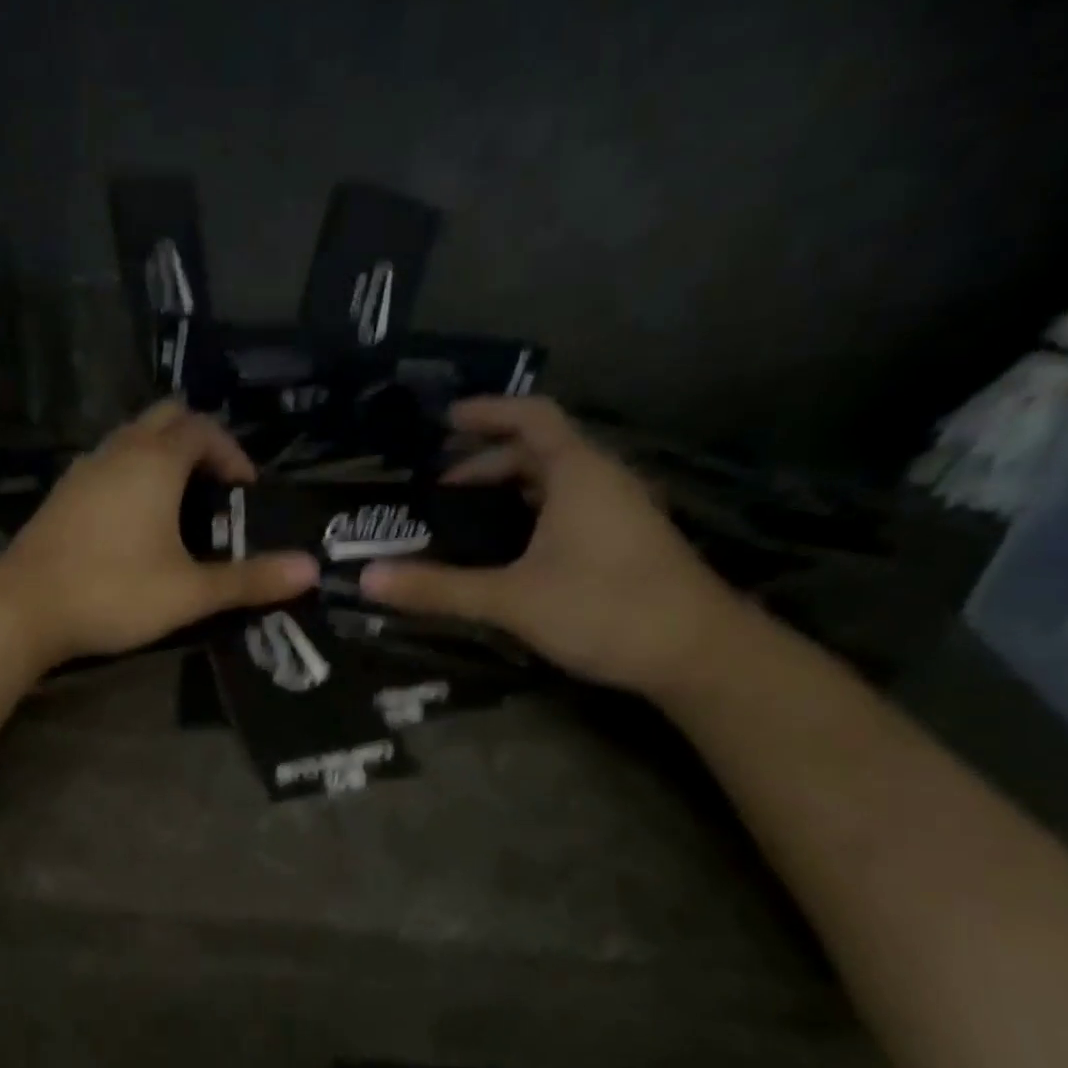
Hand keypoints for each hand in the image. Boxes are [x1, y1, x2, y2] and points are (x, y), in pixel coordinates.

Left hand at [0, 401, 317, 664]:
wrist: (22, 608)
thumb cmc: (114, 593)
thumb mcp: (190, 592)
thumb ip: (250, 579)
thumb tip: (312, 570)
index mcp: (154, 462)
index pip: (202, 428)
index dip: (231, 452)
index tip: (246, 491)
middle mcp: (118, 452)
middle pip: (165, 418)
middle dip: (198, 441)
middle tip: (216, 486)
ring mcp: (83, 470)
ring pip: (131, 439)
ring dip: (162, 457)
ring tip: (182, 504)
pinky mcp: (62, 494)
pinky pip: (107, 463)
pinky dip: (132, 474)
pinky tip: (135, 522)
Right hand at [360, 397, 744, 694]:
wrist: (699, 654)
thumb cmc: (604, 608)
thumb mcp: (511, 598)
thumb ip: (438, 587)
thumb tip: (368, 578)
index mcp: (577, 473)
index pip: (530, 417)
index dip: (486, 413)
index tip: (444, 422)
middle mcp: (601, 479)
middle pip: (539, 450)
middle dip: (485, 462)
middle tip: (438, 488)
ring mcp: (619, 511)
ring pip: (555, 482)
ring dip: (509, 489)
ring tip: (464, 515)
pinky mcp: (625, 542)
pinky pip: (569, 508)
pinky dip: (530, 513)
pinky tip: (508, 548)